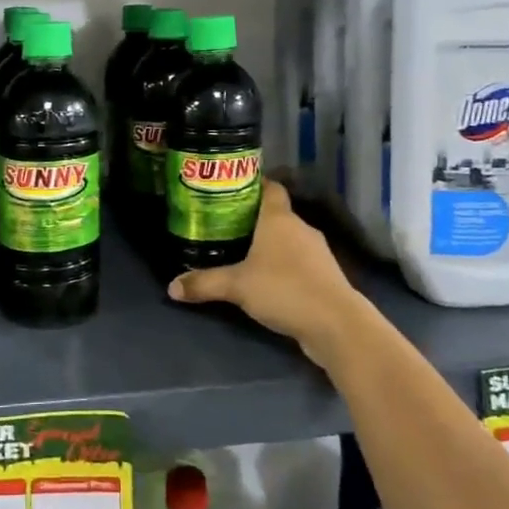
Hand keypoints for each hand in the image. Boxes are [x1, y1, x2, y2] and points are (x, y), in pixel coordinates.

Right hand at [167, 180, 374, 369]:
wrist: (336, 324)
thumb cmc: (284, 289)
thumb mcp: (237, 286)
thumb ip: (204, 283)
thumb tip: (171, 287)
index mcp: (279, 218)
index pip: (270, 187)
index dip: (253, 184)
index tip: (231, 189)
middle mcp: (300, 228)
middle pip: (276, 214)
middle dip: (253, 219)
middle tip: (226, 224)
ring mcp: (317, 252)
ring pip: (289, 239)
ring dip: (270, 245)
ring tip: (242, 253)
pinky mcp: (325, 276)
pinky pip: (299, 262)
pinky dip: (284, 266)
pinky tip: (267, 281)